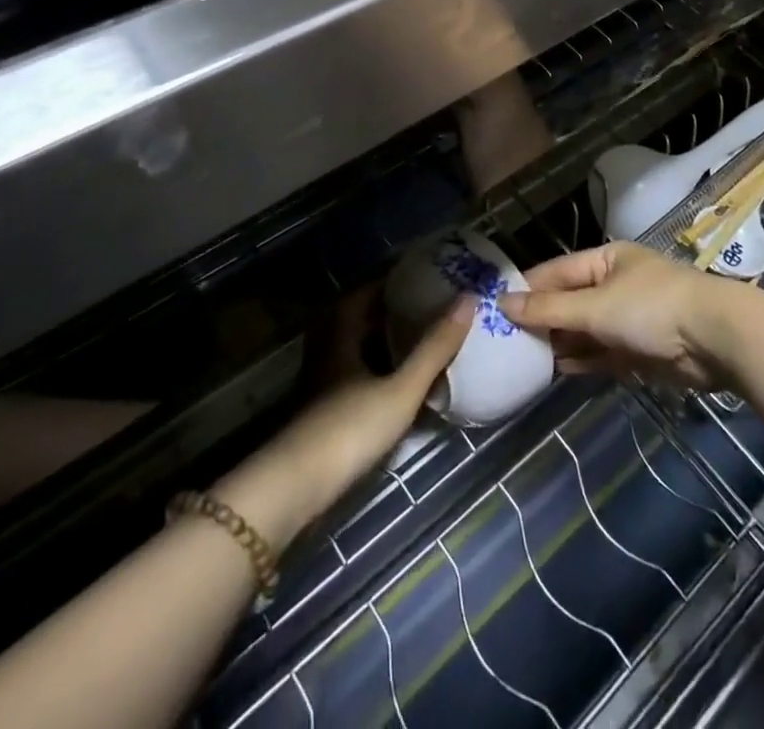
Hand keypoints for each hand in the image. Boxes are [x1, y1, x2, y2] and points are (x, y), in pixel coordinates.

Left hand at [222, 290, 469, 544]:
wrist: (295, 490)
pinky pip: (356, 375)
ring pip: (356, 348)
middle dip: (390, 309)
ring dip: (384, 341)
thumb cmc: (349, 428)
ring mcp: (322, 383)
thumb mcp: (400, 389)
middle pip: (359, 318)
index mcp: (340, 332)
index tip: (424, 273)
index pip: (366, 290)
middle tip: (427, 303)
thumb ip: (434, 347)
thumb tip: (468, 298)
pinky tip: (400, 383)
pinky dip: (379, 370)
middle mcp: (327, 349)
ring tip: (420, 338)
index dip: (393, 279)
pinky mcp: (324, 412)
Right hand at [497, 242, 733, 391]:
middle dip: (542, 319)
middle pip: (570, 301)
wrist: (716, 340)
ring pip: (585, 330)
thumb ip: (550, 309)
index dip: (528, 288)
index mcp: (606, 260)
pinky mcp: (640, 350)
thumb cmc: (651, 308)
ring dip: (560, 343)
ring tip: (523, 358)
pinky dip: (582, 360)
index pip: (557, 271)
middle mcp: (615, 285)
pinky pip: (602, 353)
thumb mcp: (595, 306)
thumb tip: (503, 304)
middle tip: (505, 340)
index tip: (495, 307)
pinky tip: (557, 371)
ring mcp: (629, 318)